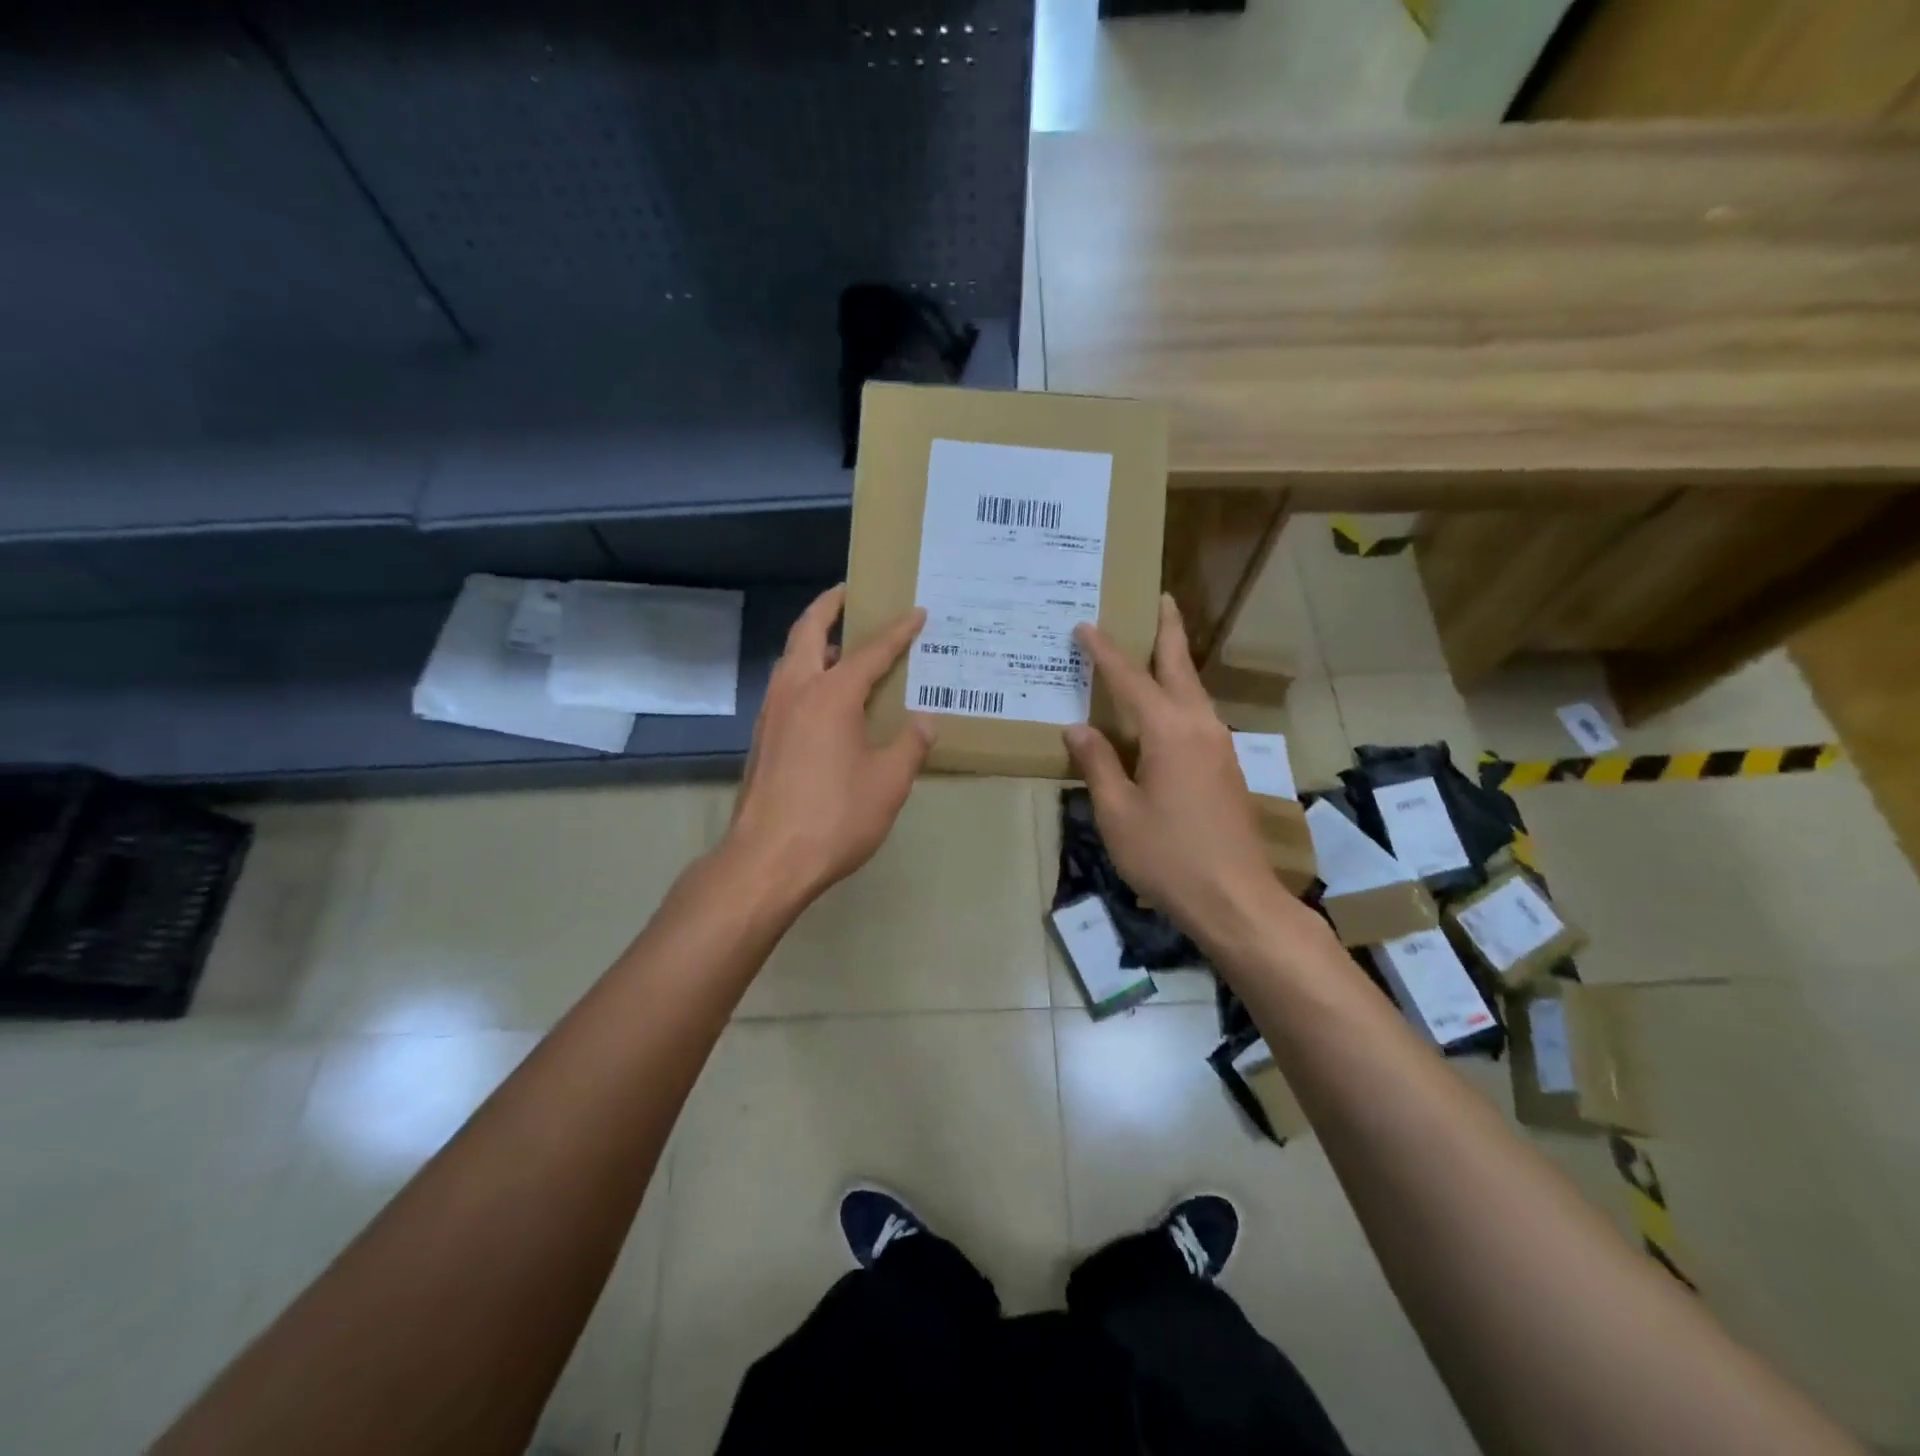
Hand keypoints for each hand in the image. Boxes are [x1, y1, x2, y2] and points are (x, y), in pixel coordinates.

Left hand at [724, 585, 935, 907]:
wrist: (768, 859)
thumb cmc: (834, 817)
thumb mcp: (888, 783)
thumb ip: (909, 745)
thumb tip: (924, 721)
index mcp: (830, 695)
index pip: (870, 652)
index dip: (897, 632)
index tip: (916, 613)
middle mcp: (795, 692)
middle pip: (808, 633)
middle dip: (829, 607)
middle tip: (849, 593)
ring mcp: (771, 714)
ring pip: (790, 659)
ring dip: (812, 641)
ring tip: (838, 644)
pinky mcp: (761, 738)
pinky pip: (785, 687)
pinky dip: (804, 673)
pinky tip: (822, 698)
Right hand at [1065, 596, 1293, 940]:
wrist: (1236, 899)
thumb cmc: (1168, 857)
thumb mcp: (1118, 813)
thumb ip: (1099, 764)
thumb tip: (1078, 728)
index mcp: (1169, 732)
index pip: (1130, 679)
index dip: (1104, 651)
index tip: (1084, 625)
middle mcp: (1200, 727)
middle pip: (1180, 668)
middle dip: (1168, 631)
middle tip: (1160, 598)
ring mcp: (1219, 747)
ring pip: (1194, 691)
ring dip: (1175, 664)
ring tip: (1156, 647)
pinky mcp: (1225, 768)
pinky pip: (1198, 717)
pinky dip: (1179, 697)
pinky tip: (1165, 710)